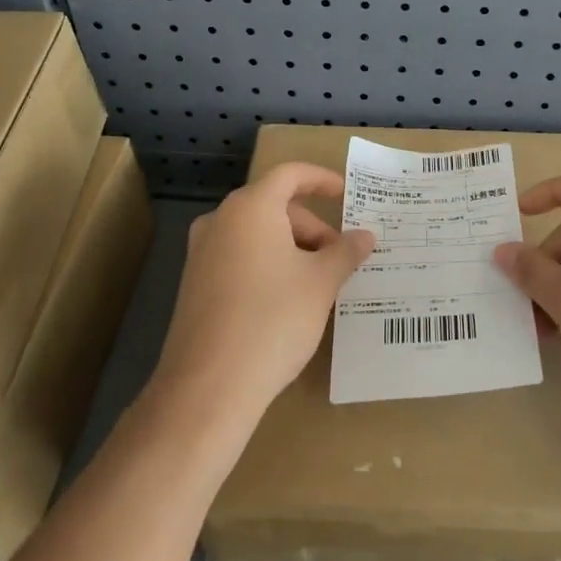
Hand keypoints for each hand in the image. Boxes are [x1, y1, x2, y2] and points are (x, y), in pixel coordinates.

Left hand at [151, 163, 375, 426]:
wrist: (209, 386)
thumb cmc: (273, 320)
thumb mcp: (320, 283)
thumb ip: (345, 252)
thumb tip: (365, 236)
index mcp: (250, 208)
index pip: (290, 174)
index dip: (322, 180)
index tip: (348, 196)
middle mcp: (220, 221)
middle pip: (274, 206)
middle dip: (312, 227)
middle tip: (340, 260)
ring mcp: (202, 252)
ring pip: (257, 235)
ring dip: (292, 249)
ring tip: (318, 284)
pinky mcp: (195, 284)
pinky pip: (239, 258)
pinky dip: (268, 266)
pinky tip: (287, 302)